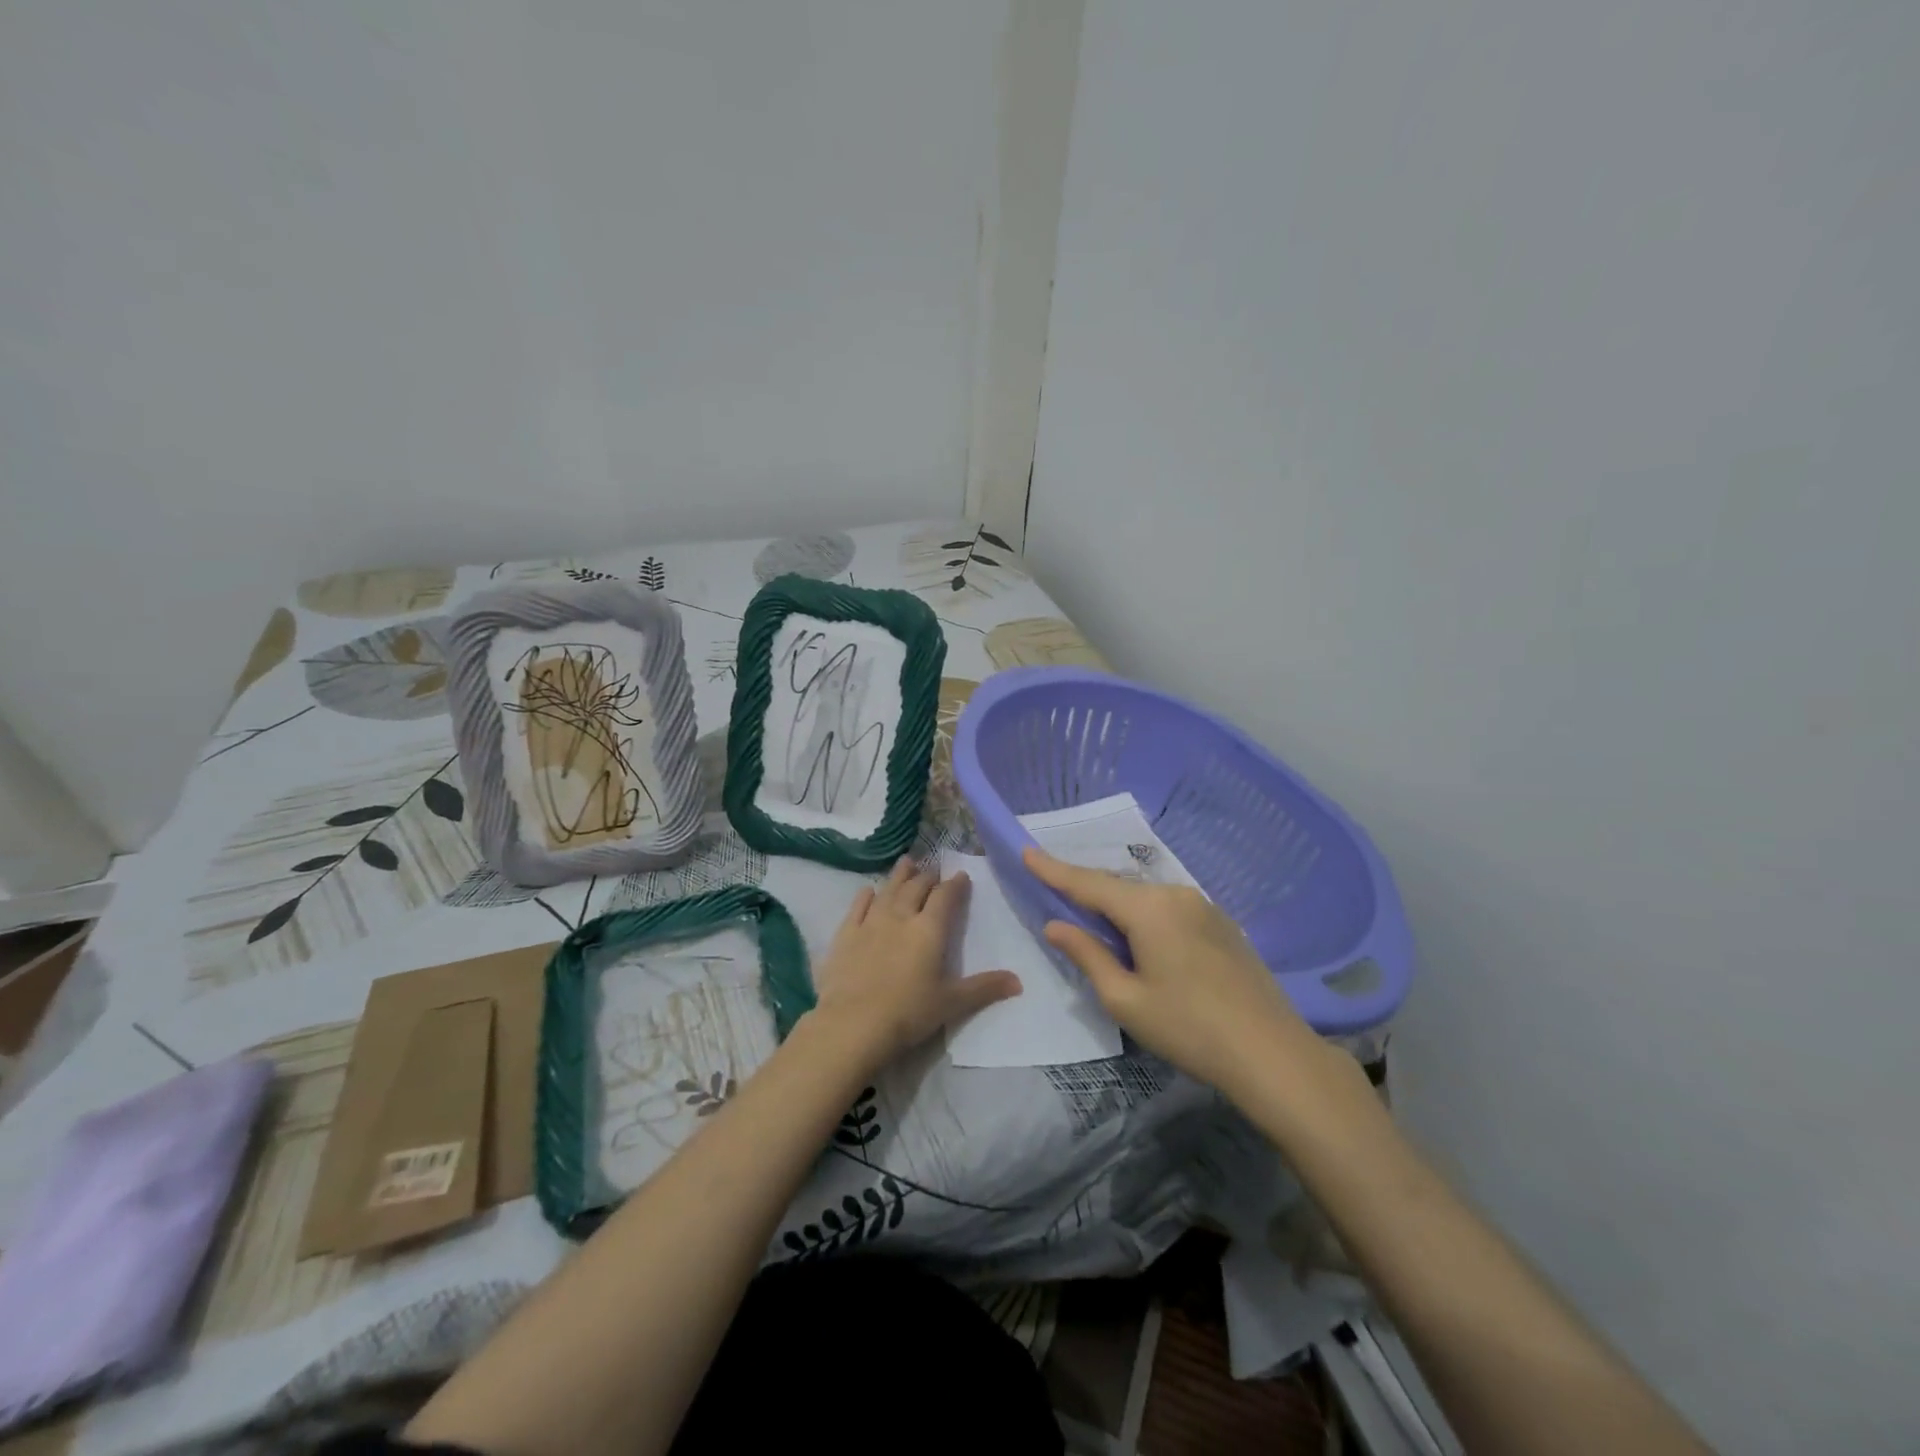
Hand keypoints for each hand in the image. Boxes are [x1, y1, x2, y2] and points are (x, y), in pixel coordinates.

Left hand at [809, 857, 1022, 1065]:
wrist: (853, 1024)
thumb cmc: (908, 1013)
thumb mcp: (952, 1003)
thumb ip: (984, 988)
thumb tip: (1019, 982)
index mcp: (929, 930)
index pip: (945, 897)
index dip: (954, 885)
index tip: (961, 876)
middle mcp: (901, 917)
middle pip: (916, 888)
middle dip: (928, 877)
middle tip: (934, 871)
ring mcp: (870, 923)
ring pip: (888, 890)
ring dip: (900, 875)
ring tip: (907, 862)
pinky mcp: (846, 935)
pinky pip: (858, 907)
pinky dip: (866, 896)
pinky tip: (868, 891)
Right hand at [1025, 847, 1330, 1099]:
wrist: (1272, 1052)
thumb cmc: (1189, 1028)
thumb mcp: (1125, 999)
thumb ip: (1087, 955)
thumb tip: (1056, 926)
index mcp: (1148, 909)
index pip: (1088, 883)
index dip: (1054, 869)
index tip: (1026, 851)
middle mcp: (1176, 894)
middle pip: (1118, 887)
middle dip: (1086, 890)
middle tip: (1055, 895)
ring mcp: (1204, 906)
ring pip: (1145, 897)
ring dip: (1118, 907)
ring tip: (1097, 925)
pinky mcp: (1222, 922)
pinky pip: (1170, 908)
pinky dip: (1146, 916)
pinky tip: (1143, 940)